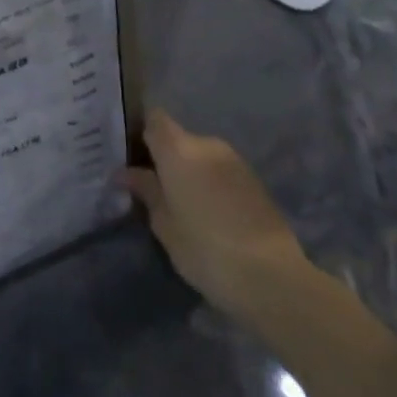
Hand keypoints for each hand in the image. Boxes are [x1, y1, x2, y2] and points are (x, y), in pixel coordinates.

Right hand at [122, 109, 313, 322]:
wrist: (272, 277)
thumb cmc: (205, 249)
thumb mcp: (164, 224)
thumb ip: (146, 191)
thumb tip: (125, 173)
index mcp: (179, 149)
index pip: (154, 119)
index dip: (141, 131)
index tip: (130, 154)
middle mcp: (207, 145)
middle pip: (178, 139)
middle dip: (166, 158)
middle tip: (153, 188)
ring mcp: (235, 161)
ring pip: (201, 157)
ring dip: (190, 173)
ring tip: (183, 205)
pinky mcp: (255, 181)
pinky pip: (221, 172)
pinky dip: (211, 185)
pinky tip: (210, 215)